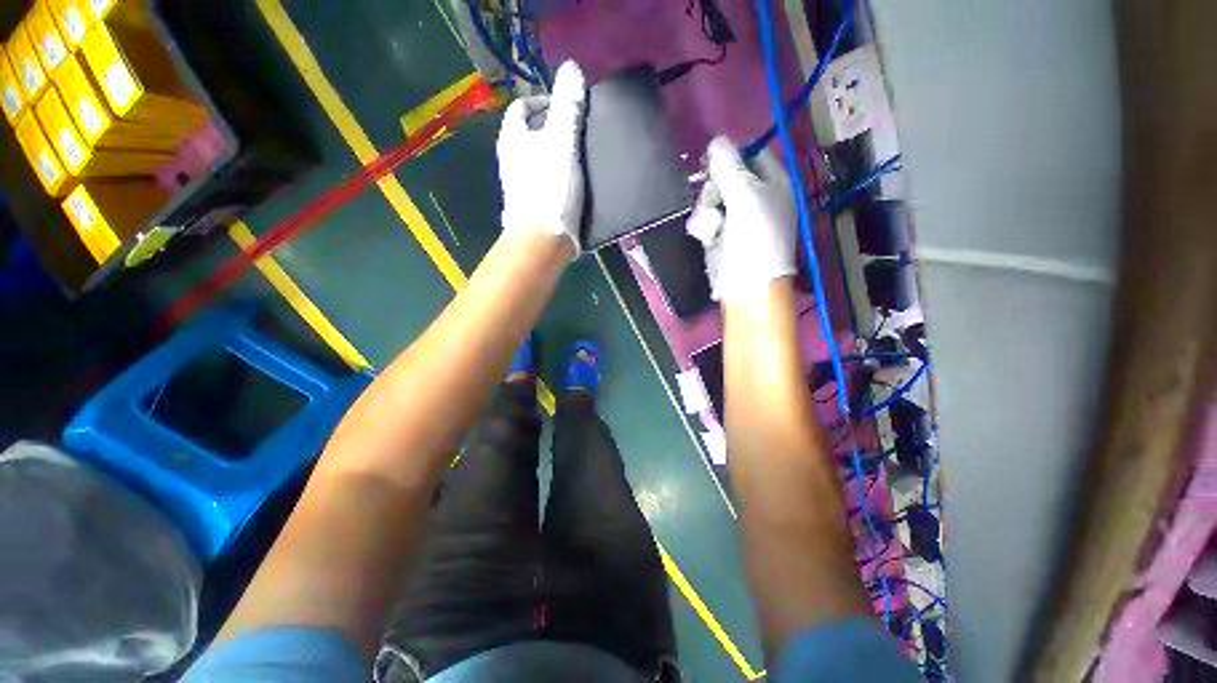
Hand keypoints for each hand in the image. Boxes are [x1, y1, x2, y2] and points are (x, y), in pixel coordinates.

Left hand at [497, 61, 586, 259]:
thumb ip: (567, 108)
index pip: (523, 108)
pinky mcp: (532, 206)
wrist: (543, 241)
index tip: (568, 109)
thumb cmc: (550, 189)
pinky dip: (558, 178)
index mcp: (512, 139)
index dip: (544, 102)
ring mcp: (520, 186)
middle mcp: (511, 160)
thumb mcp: (562, 143)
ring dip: (558, 156)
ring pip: (539, 160)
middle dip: (554, 130)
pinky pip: (545, 182)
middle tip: (580, 134)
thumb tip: (571, 68)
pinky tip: (576, 186)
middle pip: (531, 135)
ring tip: (582, 159)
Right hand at [686, 137, 796, 301]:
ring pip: (711, 199)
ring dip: (706, 211)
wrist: (747, 285)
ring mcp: (737, 217)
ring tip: (712, 227)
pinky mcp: (721, 235)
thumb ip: (729, 167)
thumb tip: (717, 140)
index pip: (751, 153)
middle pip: (726, 176)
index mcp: (774, 182)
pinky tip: (707, 237)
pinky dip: (704, 227)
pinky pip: (705, 219)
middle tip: (714, 201)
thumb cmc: (754, 238)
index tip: (711, 160)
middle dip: (714, 188)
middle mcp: (756, 197)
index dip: (731, 154)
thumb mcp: (745, 197)